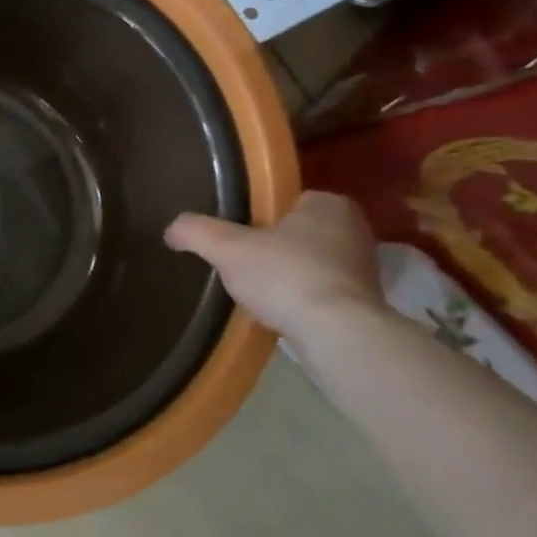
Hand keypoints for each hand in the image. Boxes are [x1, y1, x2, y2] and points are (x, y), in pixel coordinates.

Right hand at [165, 191, 384, 344]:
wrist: (336, 335)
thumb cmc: (285, 276)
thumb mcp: (227, 247)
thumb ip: (196, 231)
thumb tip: (171, 230)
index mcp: (328, 204)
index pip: (286, 201)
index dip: (258, 217)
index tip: (237, 237)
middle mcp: (354, 229)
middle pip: (298, 233)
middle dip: (273, 247)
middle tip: (242, 264)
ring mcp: (364, 268)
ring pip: (311, 263)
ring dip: (288, 275)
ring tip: (258, 292)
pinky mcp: (364, 303)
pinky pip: (322, 292)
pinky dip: (302, 299)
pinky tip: (280, 313)